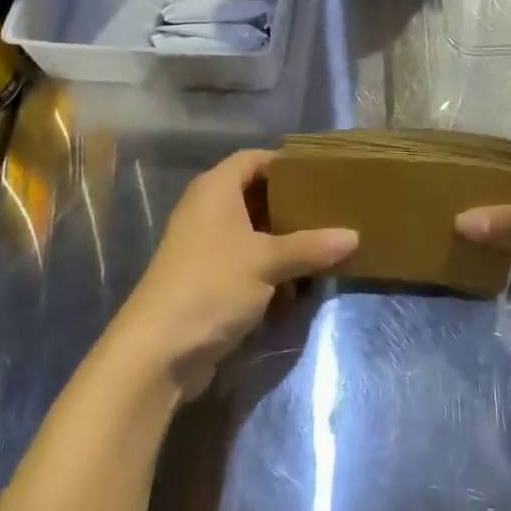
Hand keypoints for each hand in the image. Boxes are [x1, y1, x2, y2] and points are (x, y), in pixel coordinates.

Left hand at [114, 149, 356, 401]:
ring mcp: (204, 246)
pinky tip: (297, 284)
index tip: (320, 174)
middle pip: (254, 195)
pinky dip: (269, 268)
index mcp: (216, 189)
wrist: (157, 352)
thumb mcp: (267, 261)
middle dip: (289, 205)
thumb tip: (353, 236)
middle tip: (328, 210)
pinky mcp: (206, 279)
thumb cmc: (212, 285)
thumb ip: (311, 247)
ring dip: (282, 241)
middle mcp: (207, 210)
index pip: (254, 159)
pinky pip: (245, 261)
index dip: (284, 163)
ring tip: (321, 245)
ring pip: (252, 232)